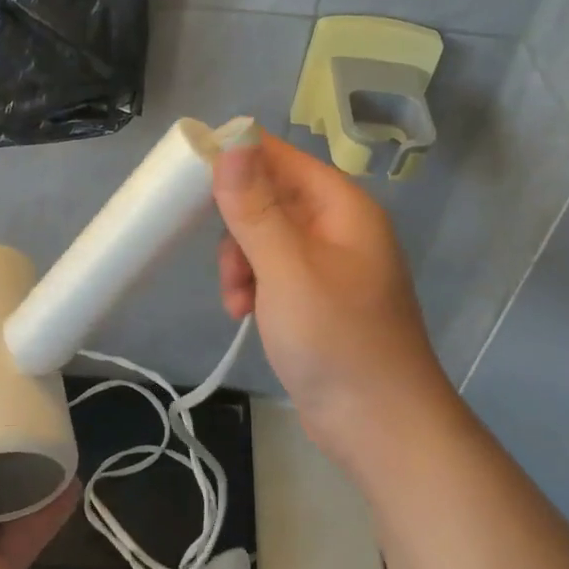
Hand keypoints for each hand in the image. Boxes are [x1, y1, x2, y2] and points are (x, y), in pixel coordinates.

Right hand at [214, 134, 454, 473]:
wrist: (380, 427)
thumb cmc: (337, 341)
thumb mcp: (287, 270)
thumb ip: (255, 208)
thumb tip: (233, 142)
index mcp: (341, 206)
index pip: (280, 157)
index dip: (237, 158)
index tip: (189, 178)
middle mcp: (337, 227)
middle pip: (269, 197)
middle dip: (237, 229)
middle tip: (227, 265)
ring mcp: (328, 264)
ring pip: (265, 238)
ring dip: (241, 264)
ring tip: (237, 303)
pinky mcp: (317, 298)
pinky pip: (273, 272)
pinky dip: (254, 287)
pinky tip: (246, 316)